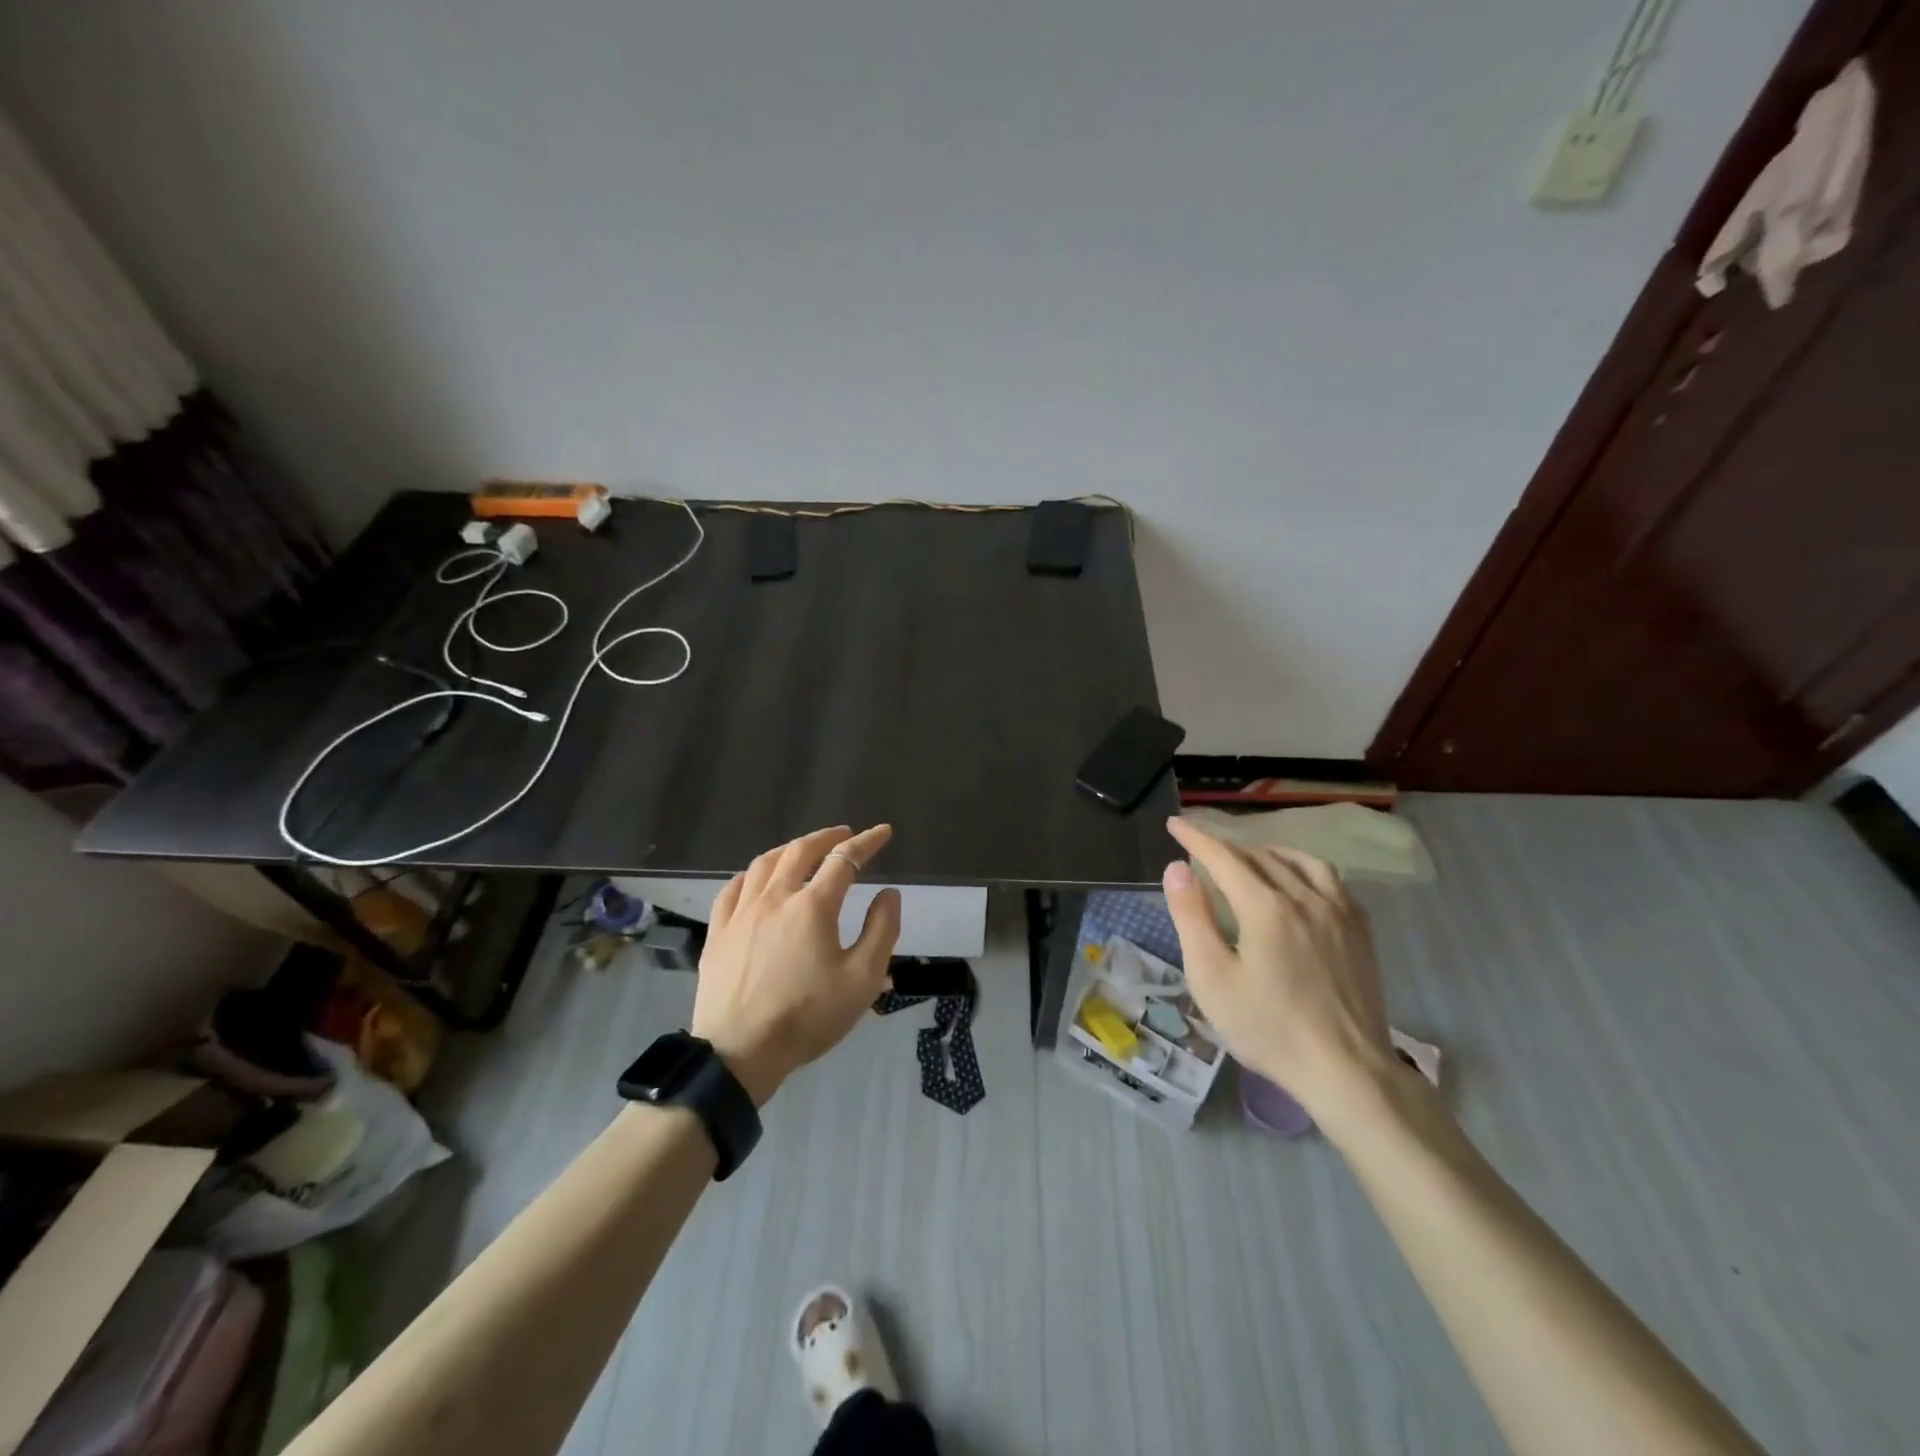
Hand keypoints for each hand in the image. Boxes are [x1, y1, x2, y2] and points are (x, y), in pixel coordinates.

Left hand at [689, 824, 901, 1105]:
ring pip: (765, 863)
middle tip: (844, 833)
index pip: (845, 859)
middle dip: (827, 836)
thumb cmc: (807, 1017)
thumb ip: (881, 931)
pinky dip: (752, 873)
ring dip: (790, 848)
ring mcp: (741, 913)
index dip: (867, 842)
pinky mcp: (718, 932)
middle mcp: (776, 898)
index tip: (883, 832)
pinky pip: (733, 888)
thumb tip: (889, 893)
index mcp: (813, 907)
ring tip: (804, 849)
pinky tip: (758, 878)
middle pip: (801, 851)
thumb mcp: (862, 980)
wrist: (739, 1052)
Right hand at [1162, 816, 1395, 1124]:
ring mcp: (1339, 913)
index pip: (1223, 857)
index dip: (1196, 838)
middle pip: (1260, 856)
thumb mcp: (1212, 977)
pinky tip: (1299, 884)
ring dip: (1268, 852)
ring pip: (1301, 862)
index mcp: (1265, 907)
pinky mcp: (1360, 932)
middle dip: (1227, 845)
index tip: (1175, 823)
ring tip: (1250, 858)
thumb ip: (1192, 917)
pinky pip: (1331, 881)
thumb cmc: (1267, 1028)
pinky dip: (1304, 869)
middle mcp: (1304, 897)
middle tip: (1202, 847)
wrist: (1346, 1070)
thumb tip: (1177, 868)